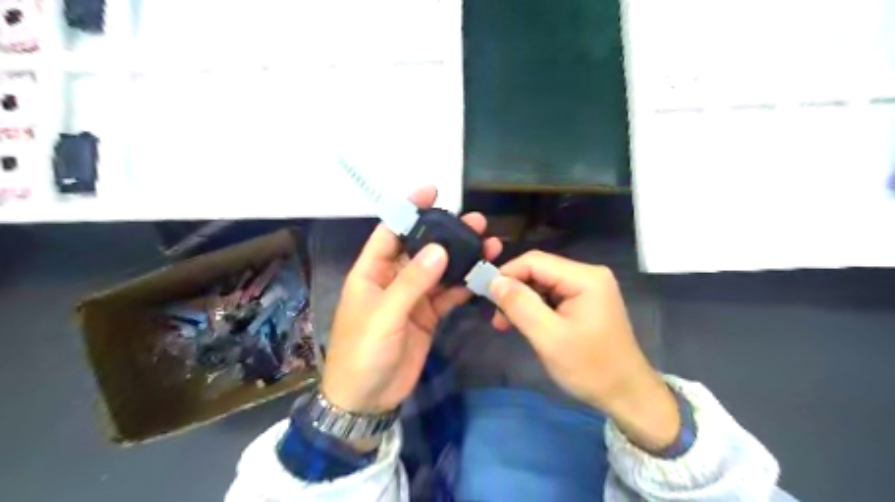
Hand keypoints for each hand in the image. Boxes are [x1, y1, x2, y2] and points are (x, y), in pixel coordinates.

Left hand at [322, 184, 501, 418]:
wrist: (367, 399)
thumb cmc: (363, 352)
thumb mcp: (384, 315)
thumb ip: (411, 282)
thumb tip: (438, 249)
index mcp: (372, 272)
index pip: (390, 232)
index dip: (409, 210)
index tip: (432, 191)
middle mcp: (393, 279)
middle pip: (421, 248)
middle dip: (446, 233)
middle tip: (475, 221)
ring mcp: (413, 298)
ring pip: (439, 271)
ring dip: (461, 258)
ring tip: (488, 243)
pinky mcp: (427, 316)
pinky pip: (447, 295)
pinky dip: (463, 285)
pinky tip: (482, 274)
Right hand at [488, 252, 678, 452]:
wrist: (627, 395)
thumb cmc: (590, 368)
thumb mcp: (549, 337)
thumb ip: (520, 305)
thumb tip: (494, 281)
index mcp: (585, 277)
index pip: (535, 261)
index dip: (507, 274)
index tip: (486, 296)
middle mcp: (588, 275)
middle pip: (539, 271)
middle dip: (514, 290)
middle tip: (497, 318)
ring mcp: (589, 288)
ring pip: (543, 284)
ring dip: (522, 301)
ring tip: (506, 324)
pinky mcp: (586, 301)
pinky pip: (553, 296)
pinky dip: (535, 308)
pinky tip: (526, 324)